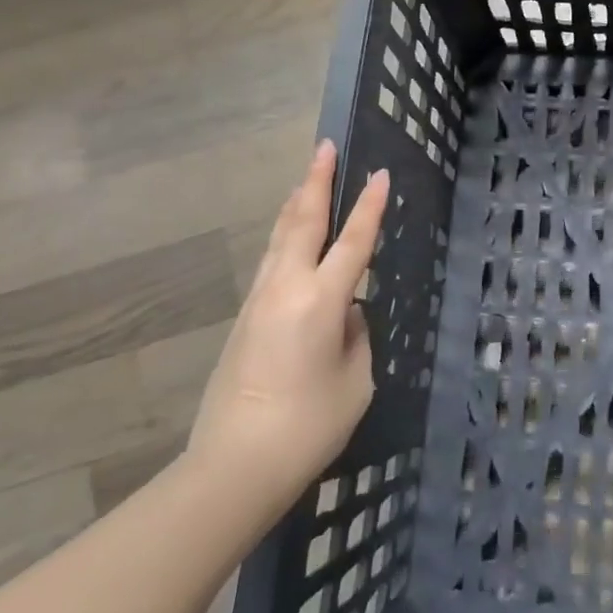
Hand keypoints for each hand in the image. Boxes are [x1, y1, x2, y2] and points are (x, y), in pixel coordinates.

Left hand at [186, 140, 388, 511]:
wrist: (234, 465)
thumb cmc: (307, 426)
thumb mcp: (354, 380)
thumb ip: (355, 338)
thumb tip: (344, 317)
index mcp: (321, 300)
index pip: (352, 241)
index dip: (368, 206)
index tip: (378, 174)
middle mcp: (286, 287)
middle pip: (302, 221)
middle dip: (316, 181)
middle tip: (324, 147)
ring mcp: (259, 300)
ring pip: (279, 237)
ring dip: (295, 203)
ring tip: (306, 179)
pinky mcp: (244, 318)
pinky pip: (270, 260)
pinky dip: (284, 235)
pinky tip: (289, 235)